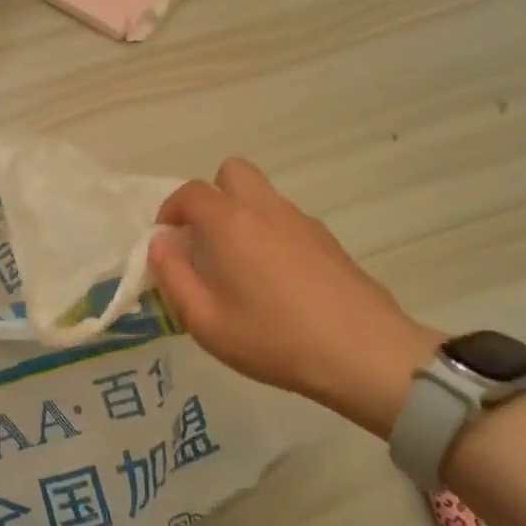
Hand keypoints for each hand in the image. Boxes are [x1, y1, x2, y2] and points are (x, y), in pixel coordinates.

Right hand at [147, 159, 440, 436]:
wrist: (364, 353)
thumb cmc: (274, 339)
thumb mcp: (205, 321)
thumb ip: (173, 277)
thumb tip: (160, 246)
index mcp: (231, 223)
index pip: (191, 192)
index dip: (170, 210)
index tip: (166, 241)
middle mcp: (266, 209)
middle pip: (231, 172)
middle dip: (210, 196)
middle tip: (204, 239)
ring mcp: (302, 221)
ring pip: (261, 195)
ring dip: (240, 215)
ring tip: (238, 266)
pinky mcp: (328, 240)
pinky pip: (285, 219)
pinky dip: (269, 233)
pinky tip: (275, 281)